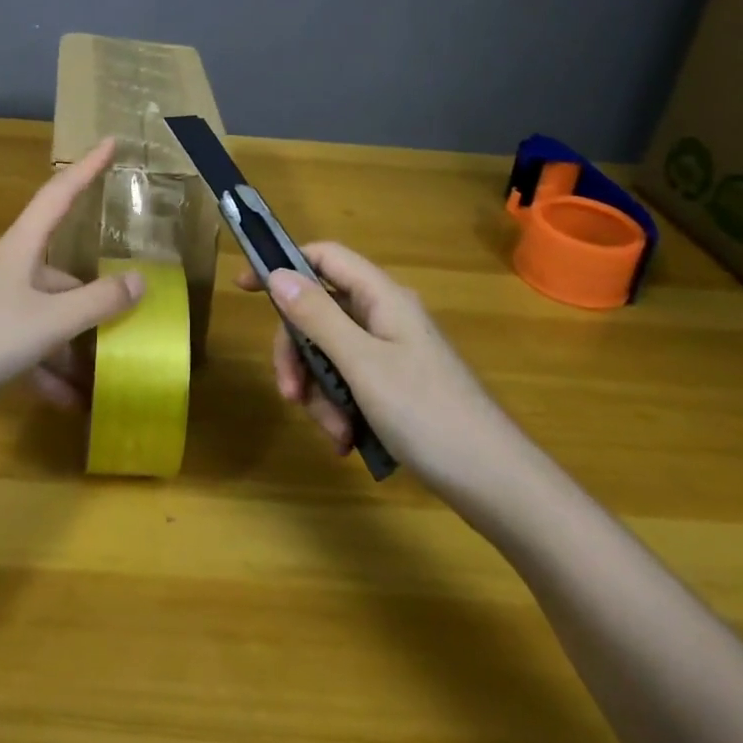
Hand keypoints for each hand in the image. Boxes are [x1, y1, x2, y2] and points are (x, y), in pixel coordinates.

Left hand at [0, 138, 144, 438]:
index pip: (59, 193)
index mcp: (21, 249)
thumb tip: (140, 280)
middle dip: (95, 297)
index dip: (87, 167)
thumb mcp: (49, 321)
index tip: (111, 141)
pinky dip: (51, 373)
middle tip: (133, 314)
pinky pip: (30, 350)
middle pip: (63, 272)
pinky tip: (73, 404)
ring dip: (76, 346)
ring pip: (49, 317)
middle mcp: (9, 271)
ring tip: (109, 374)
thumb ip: (97, 301)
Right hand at [238, 243, 524, 487]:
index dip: (284, 265)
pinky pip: (350, 383)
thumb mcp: (361, 364)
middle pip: (319, 314)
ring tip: (334, 435)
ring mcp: (392, 352)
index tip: (245, 287)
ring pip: (331, 354)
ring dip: (319, 393)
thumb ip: (317, 317)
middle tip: (289, 395)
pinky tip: (346, 441)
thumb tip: (277, 274)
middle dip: (299, 355)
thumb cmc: (427, 413)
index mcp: (382, 298)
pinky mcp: (397, 386)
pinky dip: (340, 408)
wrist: (497, 484)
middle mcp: (385, 317)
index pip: (324, 258)